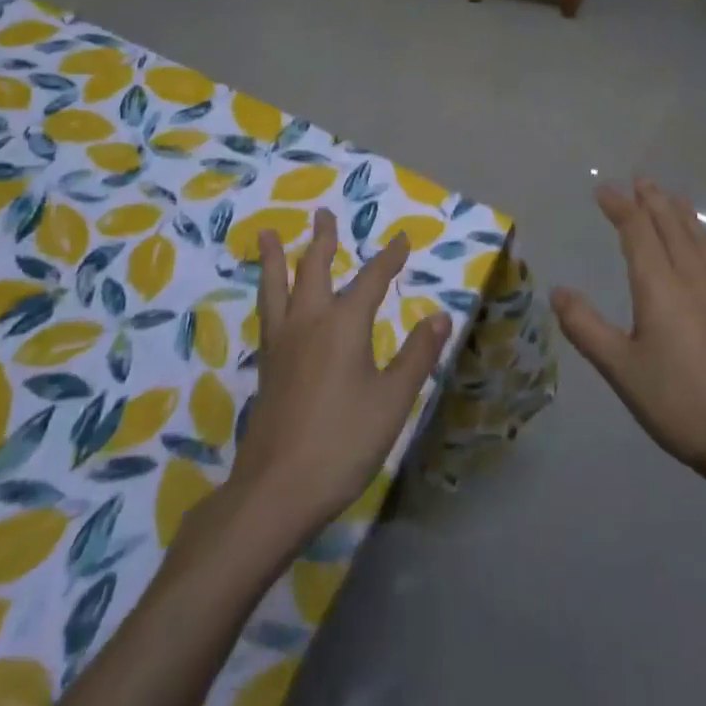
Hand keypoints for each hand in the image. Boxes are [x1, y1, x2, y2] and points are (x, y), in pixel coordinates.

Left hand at [230, 209, 451, 541]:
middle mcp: (308, 322)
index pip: (371, 279)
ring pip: (277, 287)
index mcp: (343, 324)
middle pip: (313, 269)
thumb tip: (439, 315)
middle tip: (324, 214)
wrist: (276, 491)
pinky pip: (267, 313)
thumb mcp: (392, 400)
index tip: (402, 240)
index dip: (389, 258)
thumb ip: (416, 355)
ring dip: (276, 258)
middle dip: (322, 240)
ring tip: (267, 234)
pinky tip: (272, 300)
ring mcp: (281, 344)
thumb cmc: (343, 442)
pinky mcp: (266, 367)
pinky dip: (269, 292)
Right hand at [552, 181, 705, 494]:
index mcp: (659, 286)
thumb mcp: (622, 370)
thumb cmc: (680, 403)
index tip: (603, 190)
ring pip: (700, 239)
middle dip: (653, 200)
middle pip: (672, 225)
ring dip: (683, 214)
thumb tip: (557, 291)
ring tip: (673, 197)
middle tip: (640, 179)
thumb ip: (587, 328)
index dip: (620, 206)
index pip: (637, 231)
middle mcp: (693, 278)